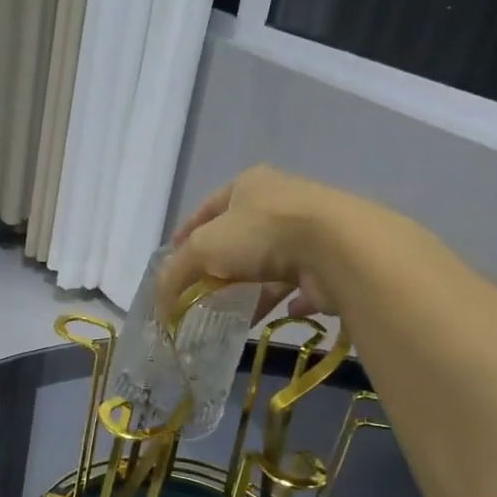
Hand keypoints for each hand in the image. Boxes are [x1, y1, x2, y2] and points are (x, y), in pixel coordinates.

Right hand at [157, 166, 347, 323]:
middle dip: (218, 264)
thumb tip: (159, 307)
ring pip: (270, 263)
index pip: (208, 206)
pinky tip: (277, 312)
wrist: (337, 248)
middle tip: (199, 289)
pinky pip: (301, 284)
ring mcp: (310, 231)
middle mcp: (281, 202)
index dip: (186, 231)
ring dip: (252, 285)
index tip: (173, 256)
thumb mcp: (202, 248)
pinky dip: (288, 299)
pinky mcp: (330, 261)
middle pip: (240, 236)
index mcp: (250, 184)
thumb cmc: (262, 234)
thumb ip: (174, 275)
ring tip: (232, 310)